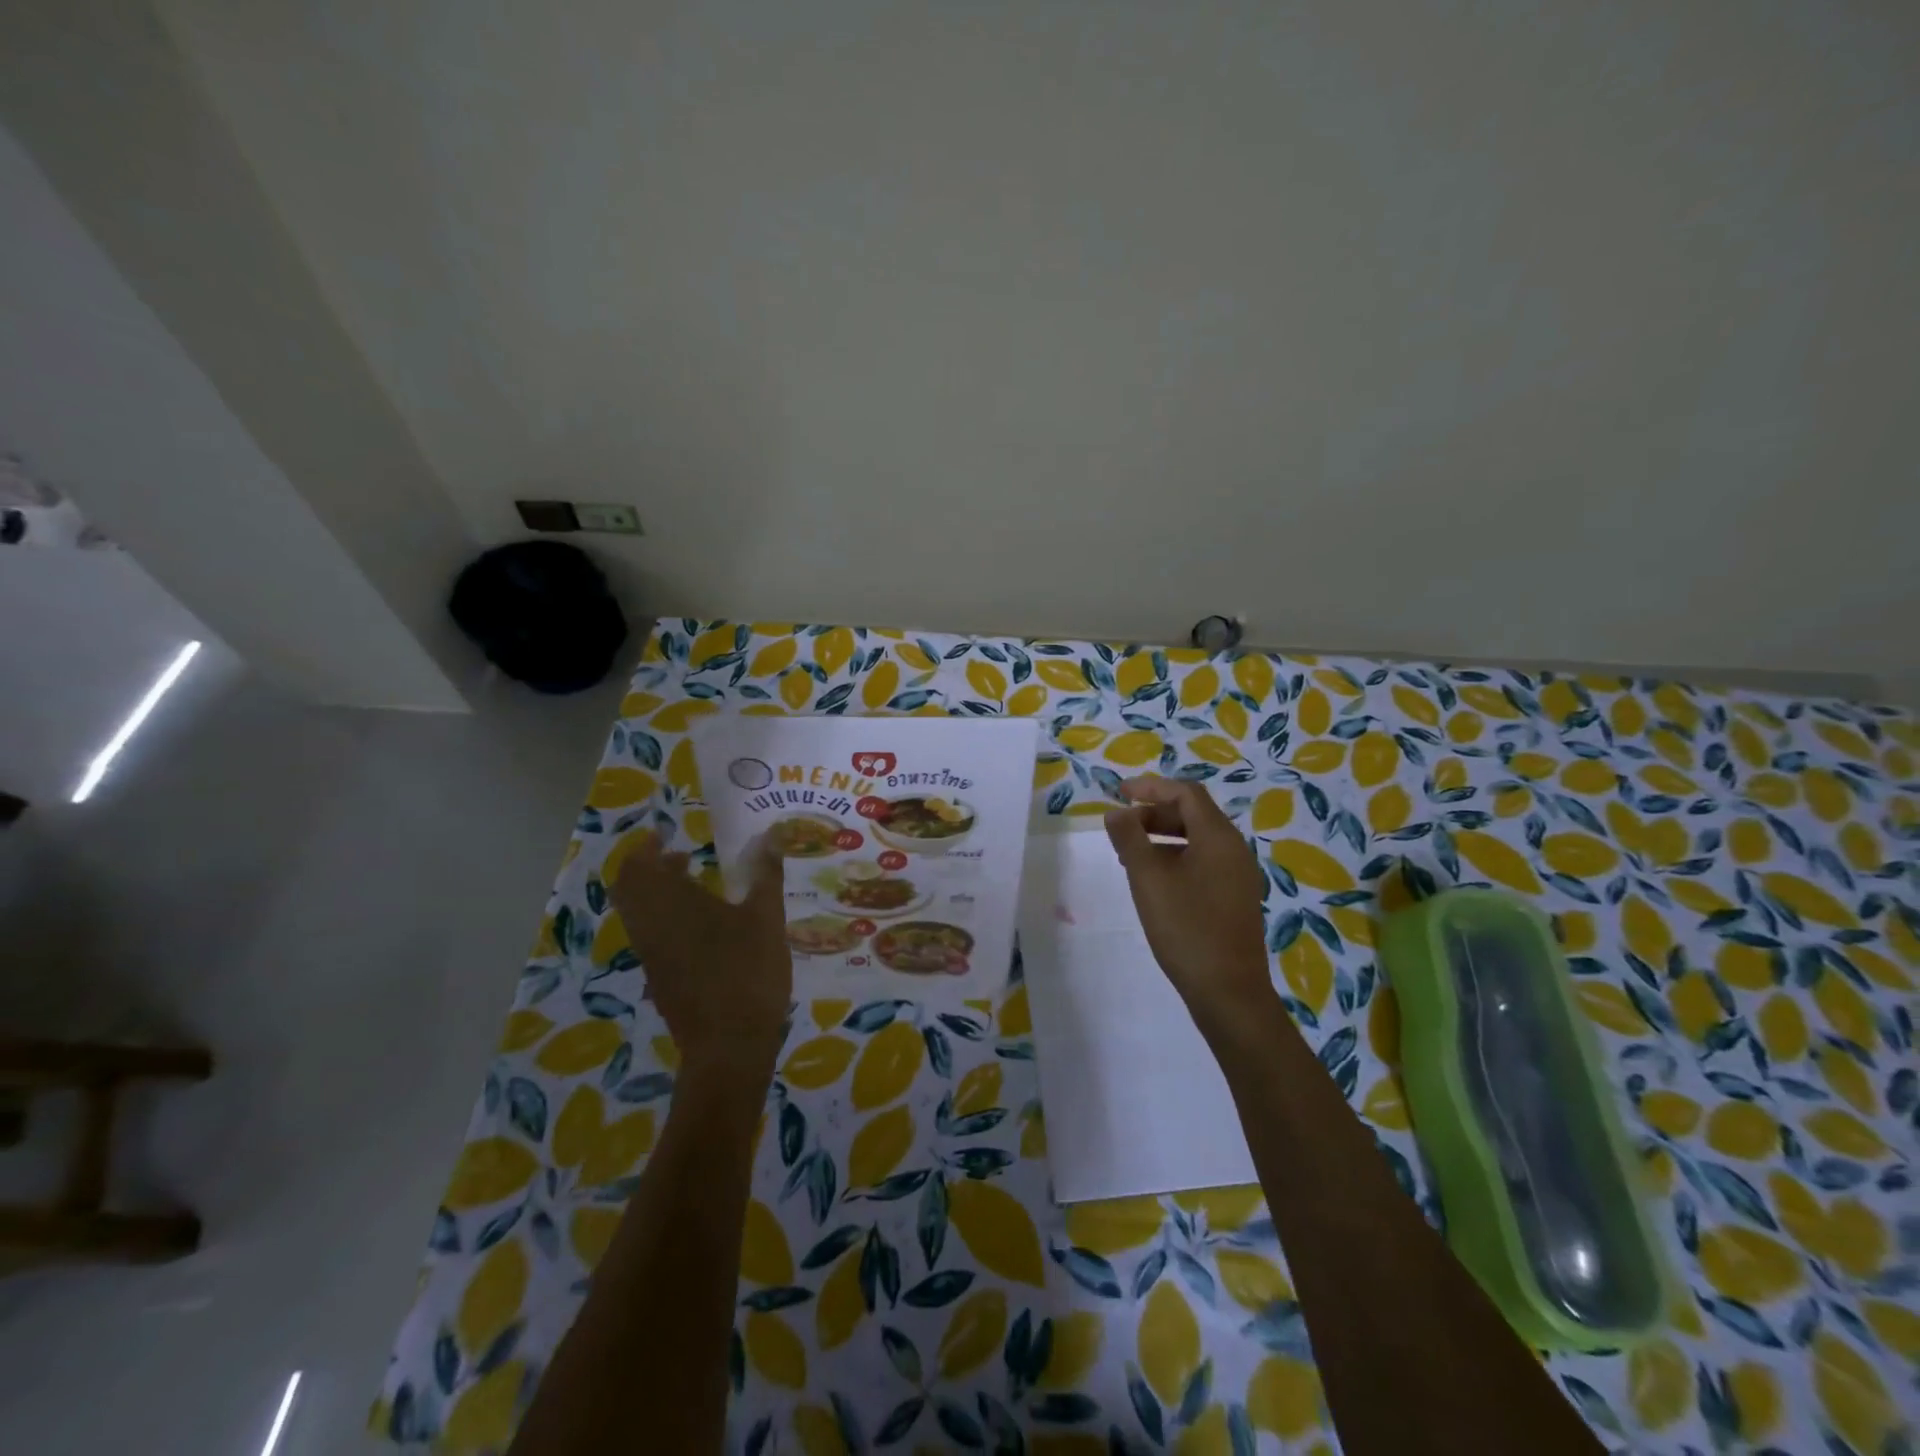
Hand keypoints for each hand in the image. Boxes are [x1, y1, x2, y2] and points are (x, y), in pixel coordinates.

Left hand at [611, 833, 792, 1077]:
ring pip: (638, 914)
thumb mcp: (767, 917)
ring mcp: (651, 956)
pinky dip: (664, 919)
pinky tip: (703, 926)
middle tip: (680, 857)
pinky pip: (650, 936)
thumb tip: (772, 834)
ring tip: (695, 886)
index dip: (645, 847)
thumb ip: (766, 874)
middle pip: (629, 889)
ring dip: (657, 894)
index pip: (636, 867)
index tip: (666, 835)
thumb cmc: (748, 972)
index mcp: (670, 904)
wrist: (729, 1046)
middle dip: (649, 869)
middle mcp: (650, 927)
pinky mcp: (659, 978)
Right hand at [1105, 776, 1273, 1027]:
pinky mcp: (1235, 898)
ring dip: (1163, 837)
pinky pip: (1204, 861)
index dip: (1151, 787)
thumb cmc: (1186, 928)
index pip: (1186, 793)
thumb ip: (1130, 838)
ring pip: (1198, 839)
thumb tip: (1116, 812)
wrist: (1229, 992)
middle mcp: (1234, 849)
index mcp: (1218, 837)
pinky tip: (1154, 880)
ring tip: (1130, 853)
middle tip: (1121, 827)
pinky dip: (1175, 857)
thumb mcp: (1148, 878)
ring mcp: (1238, 875)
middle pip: (1193, 813)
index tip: (1119, 793)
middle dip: (1154, 813)